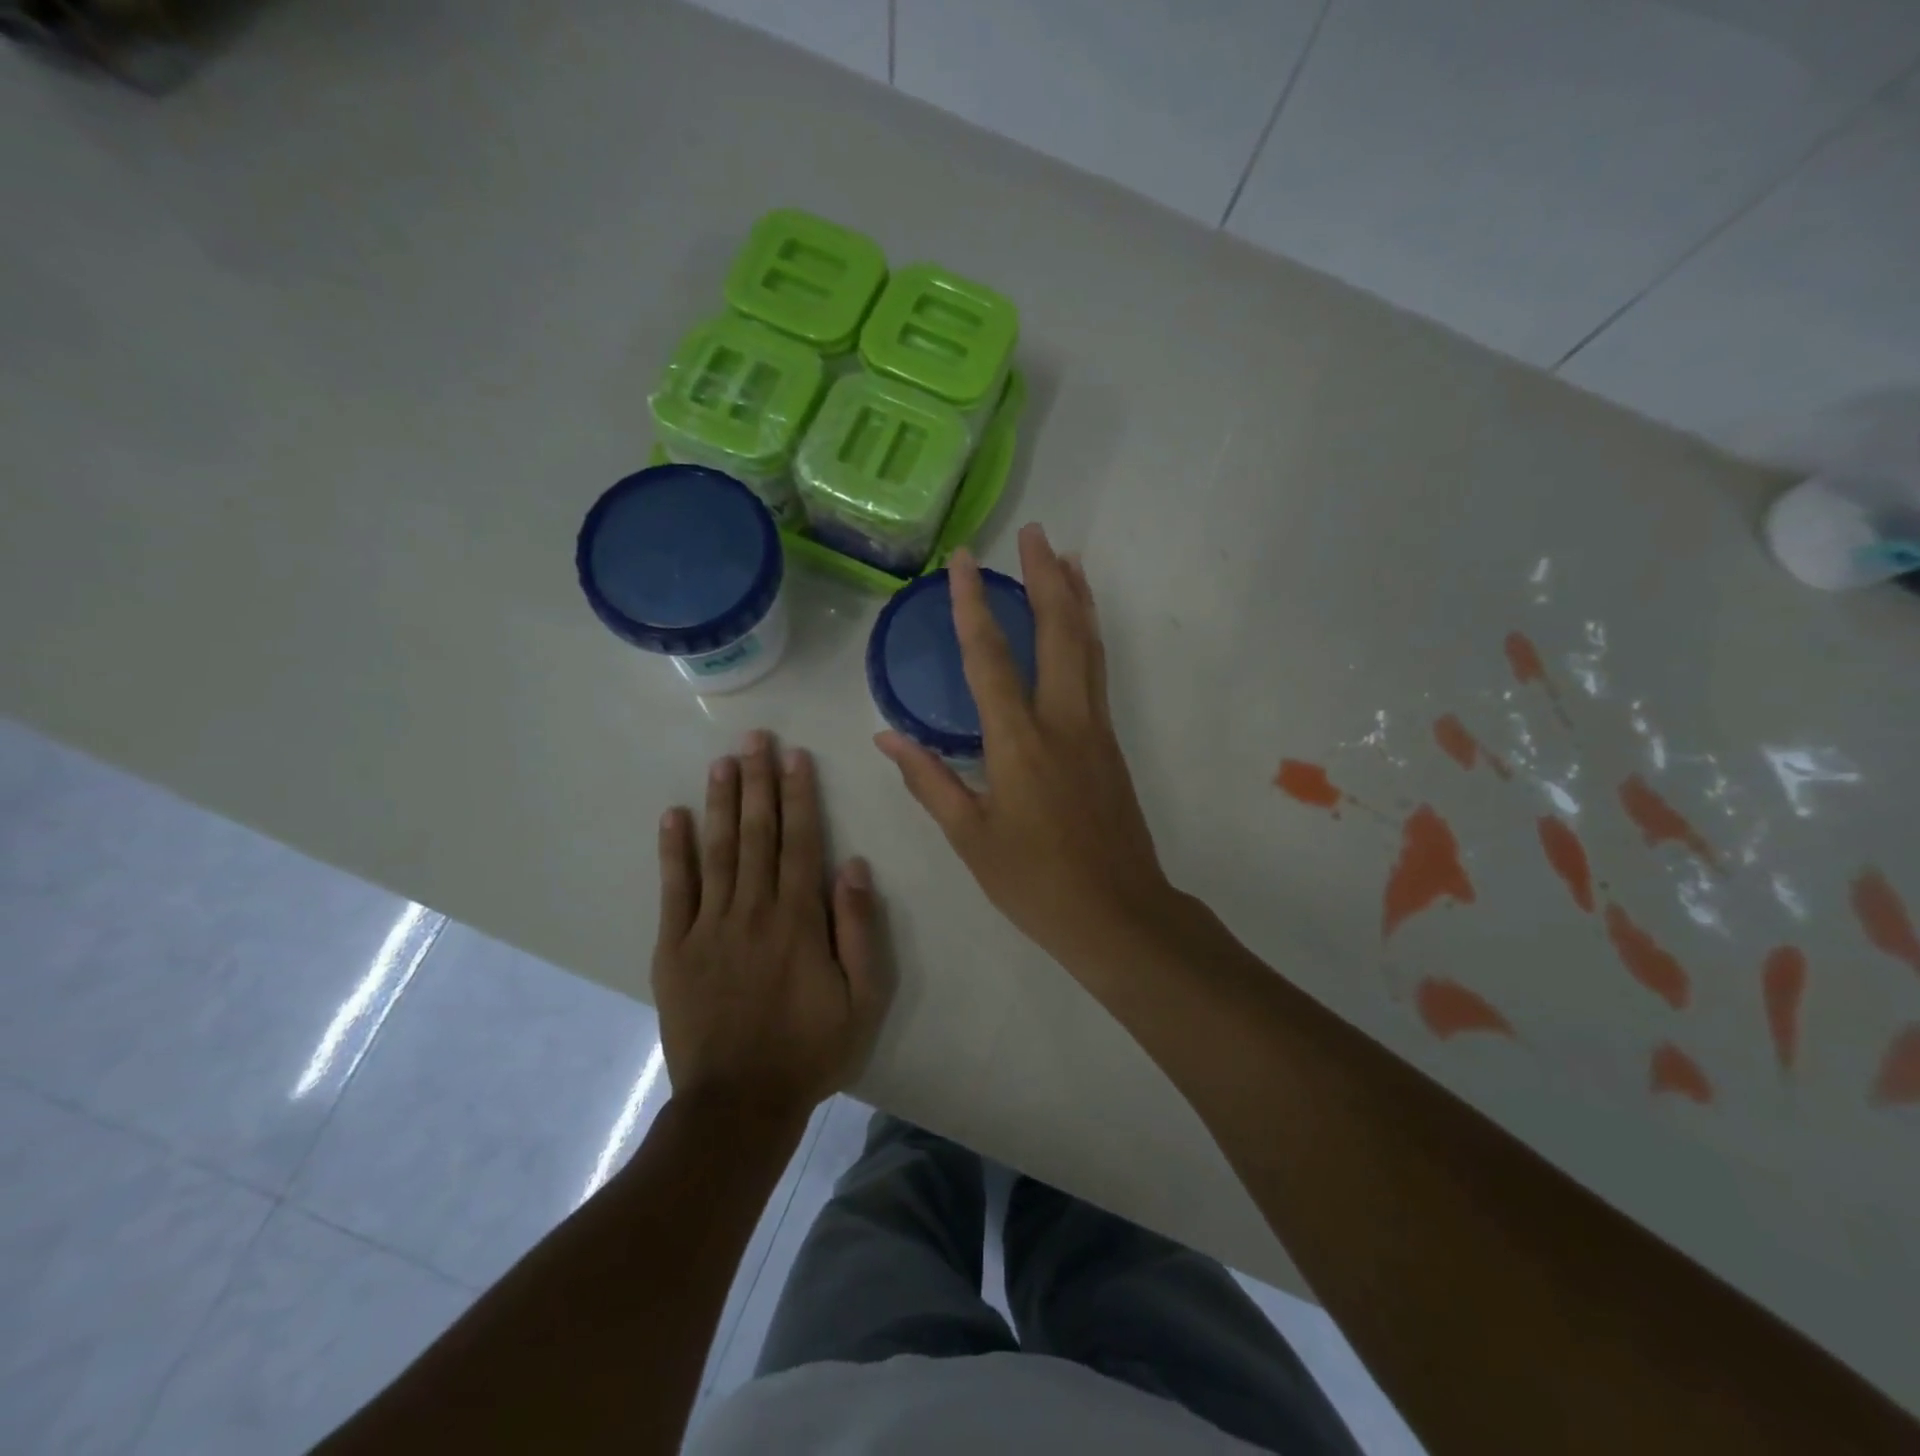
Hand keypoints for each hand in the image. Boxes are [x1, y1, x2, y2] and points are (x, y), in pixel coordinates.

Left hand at [654, 732, 889, 1120]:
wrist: (739, 1104)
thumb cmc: (811, 1049)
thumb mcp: (863, 997)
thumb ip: (859, 928)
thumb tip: (851, 865)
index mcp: (798, 918)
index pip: (800, 841)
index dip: (799, 795)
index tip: (795, 756)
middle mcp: (753, 909)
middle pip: (757, 833)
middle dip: (759, 781)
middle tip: (756, 738)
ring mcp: (708, 926)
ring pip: (716, 850)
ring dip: (721, 802)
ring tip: (723, 761)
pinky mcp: (674, 948)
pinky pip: (674, 890)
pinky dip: (673, 851)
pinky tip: (673, 816)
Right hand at [875, 524, 1174, 970]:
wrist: (1118, 913)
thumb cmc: (1035, 882)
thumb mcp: (970, 838)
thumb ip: (929, 781)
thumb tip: (887, 737)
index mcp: (1019, 743)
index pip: (990, 658)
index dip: (972, 605)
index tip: (964, 561)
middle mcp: (1063, 722)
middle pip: (1059, 632)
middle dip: (1046, 577)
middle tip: (1034, 533)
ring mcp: (1095, 729)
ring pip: (1088, 647)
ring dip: (1076, 597)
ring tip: (1067, 557)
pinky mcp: (1111, 743)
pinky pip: (1097, 672)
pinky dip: (1088, 635)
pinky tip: (1081, 625)